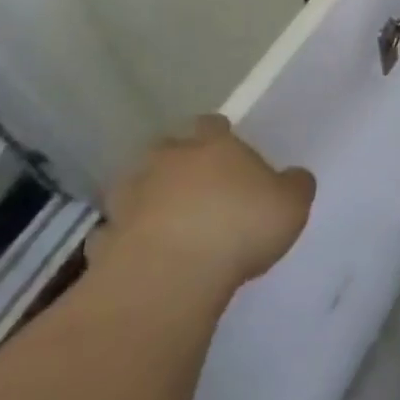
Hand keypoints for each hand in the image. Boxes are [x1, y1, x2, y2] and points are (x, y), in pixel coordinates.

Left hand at [91, 115, 314, 296]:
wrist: (171, 274)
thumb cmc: (241, 226)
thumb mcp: (292, 204)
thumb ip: (294, 185)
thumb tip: (293, 177)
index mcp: (214, 146)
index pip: (211, 125)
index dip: (217, 133)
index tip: (225, 145)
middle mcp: (167, 163)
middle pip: (166, 149)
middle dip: (176, 161)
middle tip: (194, 182)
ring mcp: (130, 199)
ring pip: (134, 187)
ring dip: (146, 197)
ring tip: (165, 218)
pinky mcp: (106, 239)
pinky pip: (115, 232)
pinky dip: (125, 238)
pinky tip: (141, 254)